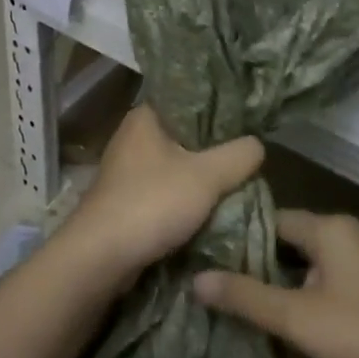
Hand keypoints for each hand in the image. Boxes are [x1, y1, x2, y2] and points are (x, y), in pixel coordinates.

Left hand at [53, 104, 263, 289]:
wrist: (100, 258)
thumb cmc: (152, 203)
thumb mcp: (208, 175)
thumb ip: (239, 155)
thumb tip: (258, 144)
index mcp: (145, 116)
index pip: (189, 99)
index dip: (220, 108)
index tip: (249, 120)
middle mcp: (132, 137)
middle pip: (186, 135)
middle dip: (216, 148)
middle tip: (248, 155)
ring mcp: (127, 171)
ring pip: (177, 165)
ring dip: (202, 177)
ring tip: (237, 181)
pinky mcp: (127, 201)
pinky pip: (166, 191)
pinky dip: (187, 198)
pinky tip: (211, 207)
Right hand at [192, 210, 358, 357]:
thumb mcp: (297, 317)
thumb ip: (246, 297)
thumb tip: (197, 279)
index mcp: (328, 228)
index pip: (273, 219)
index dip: (242, 238)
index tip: (216, 260)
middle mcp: (351, 230)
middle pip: (295, 237)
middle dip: (266, 261)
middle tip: (234, 288)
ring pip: (319, 257)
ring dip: (294, 277)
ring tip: (264, 305)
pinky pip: (340, 271)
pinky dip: (319, 285)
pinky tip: (310, 315)